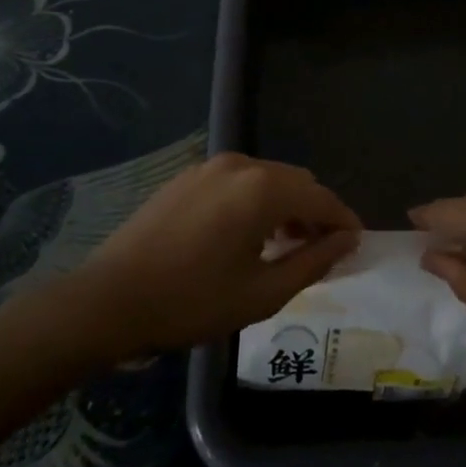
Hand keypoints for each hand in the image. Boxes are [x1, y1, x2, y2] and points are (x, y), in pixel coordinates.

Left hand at [71, 153, 361, 356]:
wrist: (109, 299)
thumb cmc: (192, 301)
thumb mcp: (262, 293)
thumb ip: (313, 262)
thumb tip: (347, 241)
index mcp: (262, 188)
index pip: (321, 197)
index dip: (343, 221)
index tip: (356, 246)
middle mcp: (240, 165)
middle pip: (296, 182)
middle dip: (315, 212)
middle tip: (320, 252)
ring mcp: (209, 167)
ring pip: (267, 179)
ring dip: (285, 206)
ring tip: (286, 246)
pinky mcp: (187, 177)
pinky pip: (238, 182)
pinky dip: (256, 201)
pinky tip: (247, 236)